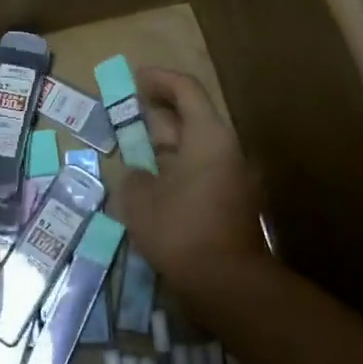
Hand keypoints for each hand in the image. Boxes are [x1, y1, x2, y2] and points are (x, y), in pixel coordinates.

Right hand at [118, 68, 268, 299]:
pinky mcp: (233, 204)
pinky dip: (176, 170)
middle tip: (128, 116)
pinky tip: (153, 186)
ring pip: (195, 149)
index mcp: (208, 137)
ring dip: (166, 146)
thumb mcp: (140, 199)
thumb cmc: (181, 229)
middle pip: (192, 119)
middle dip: (158, 115)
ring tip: (135, 153)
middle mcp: (226, 150)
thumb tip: (138, 174)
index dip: (159, 80)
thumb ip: (133, 177)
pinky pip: (200, 173)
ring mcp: (234, 178)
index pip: (186, 90)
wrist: (228, 284)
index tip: (135, 79)